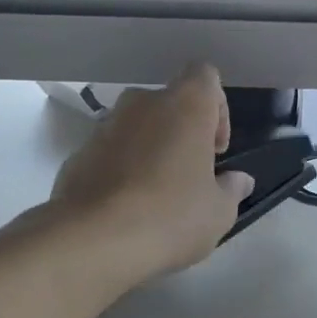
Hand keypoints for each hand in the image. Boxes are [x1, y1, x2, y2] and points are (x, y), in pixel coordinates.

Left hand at [49, 64, 254, 283]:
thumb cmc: (171, 217)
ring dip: (150, 151)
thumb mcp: (218, 212)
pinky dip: (122, 170)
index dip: (217, 108)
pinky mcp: (77, 154)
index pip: (205, 77)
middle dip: (181, 133)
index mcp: (185, 106)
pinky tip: (127, 209)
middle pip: (169, 103)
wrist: (93, 240)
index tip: (215, 150)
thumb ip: (231, 190)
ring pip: (137, 128)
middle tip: (190, 175)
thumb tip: (238, 180)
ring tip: (157, 196)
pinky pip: (110, 153)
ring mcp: (104, 126)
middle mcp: (142, 104)